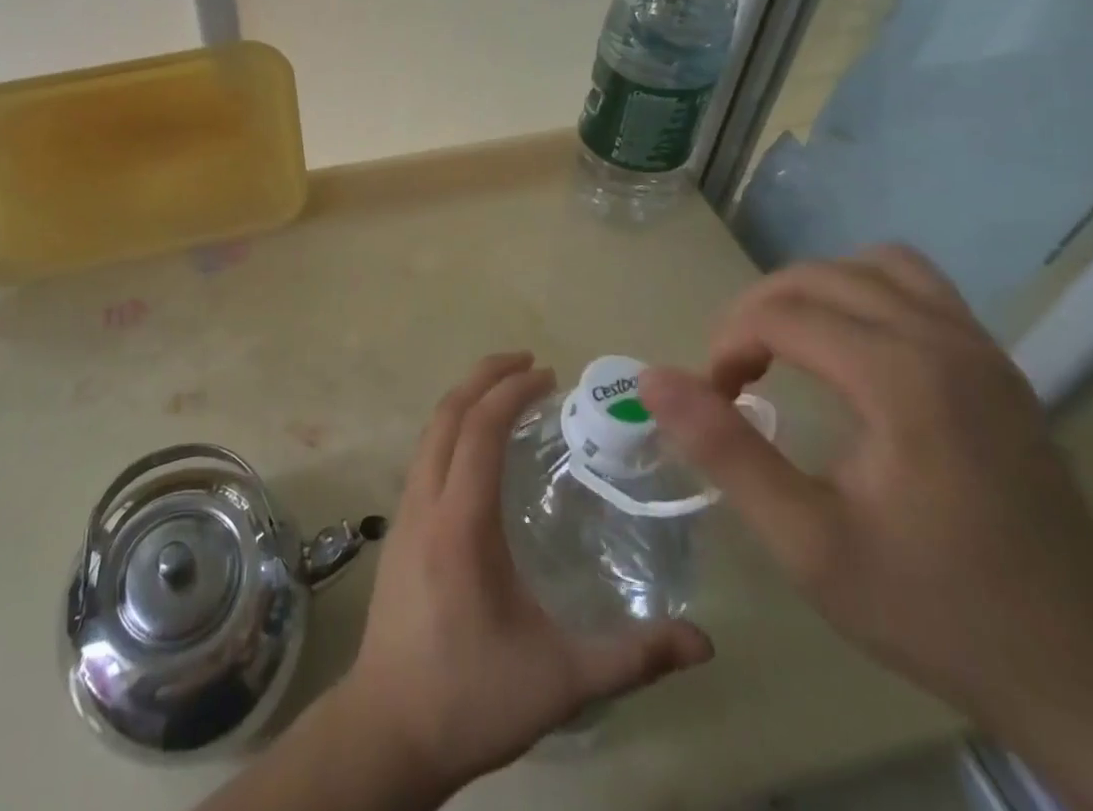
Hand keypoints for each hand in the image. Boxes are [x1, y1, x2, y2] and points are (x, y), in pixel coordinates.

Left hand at [340, 351, 712, 792]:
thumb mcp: (562, 681)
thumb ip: (632, 657)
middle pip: (447, 414)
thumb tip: (703, 642)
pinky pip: (424, 455)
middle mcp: (425, 501)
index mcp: (460, 521)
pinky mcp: (398, 529)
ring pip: (430, 432)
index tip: (548, 374)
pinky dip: (451, 429)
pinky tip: (477, 450)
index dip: (511, 391)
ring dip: (465, 400)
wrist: (389, 729)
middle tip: (528, 363)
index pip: (480, 429)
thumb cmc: (472, 697)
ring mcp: (404, 512)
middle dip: (484, 377)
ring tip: (505, 394)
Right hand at [638, 246, 1092, 810]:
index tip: (714, 398)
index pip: (781, 314)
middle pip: (818, 277)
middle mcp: (946, 341)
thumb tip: (651, 378)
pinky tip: (851, 350)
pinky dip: (865, 294)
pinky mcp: (999, 366)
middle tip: (736, 373)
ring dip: (813, 291)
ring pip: (872, 265)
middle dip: (757, 311)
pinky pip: (917, 287)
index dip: (728, 345)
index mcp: (902, 378)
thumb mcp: (808, 543)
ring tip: (789, 345)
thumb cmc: (935, 607)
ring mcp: (982, 348)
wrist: (1087, 674)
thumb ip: (725, 451)